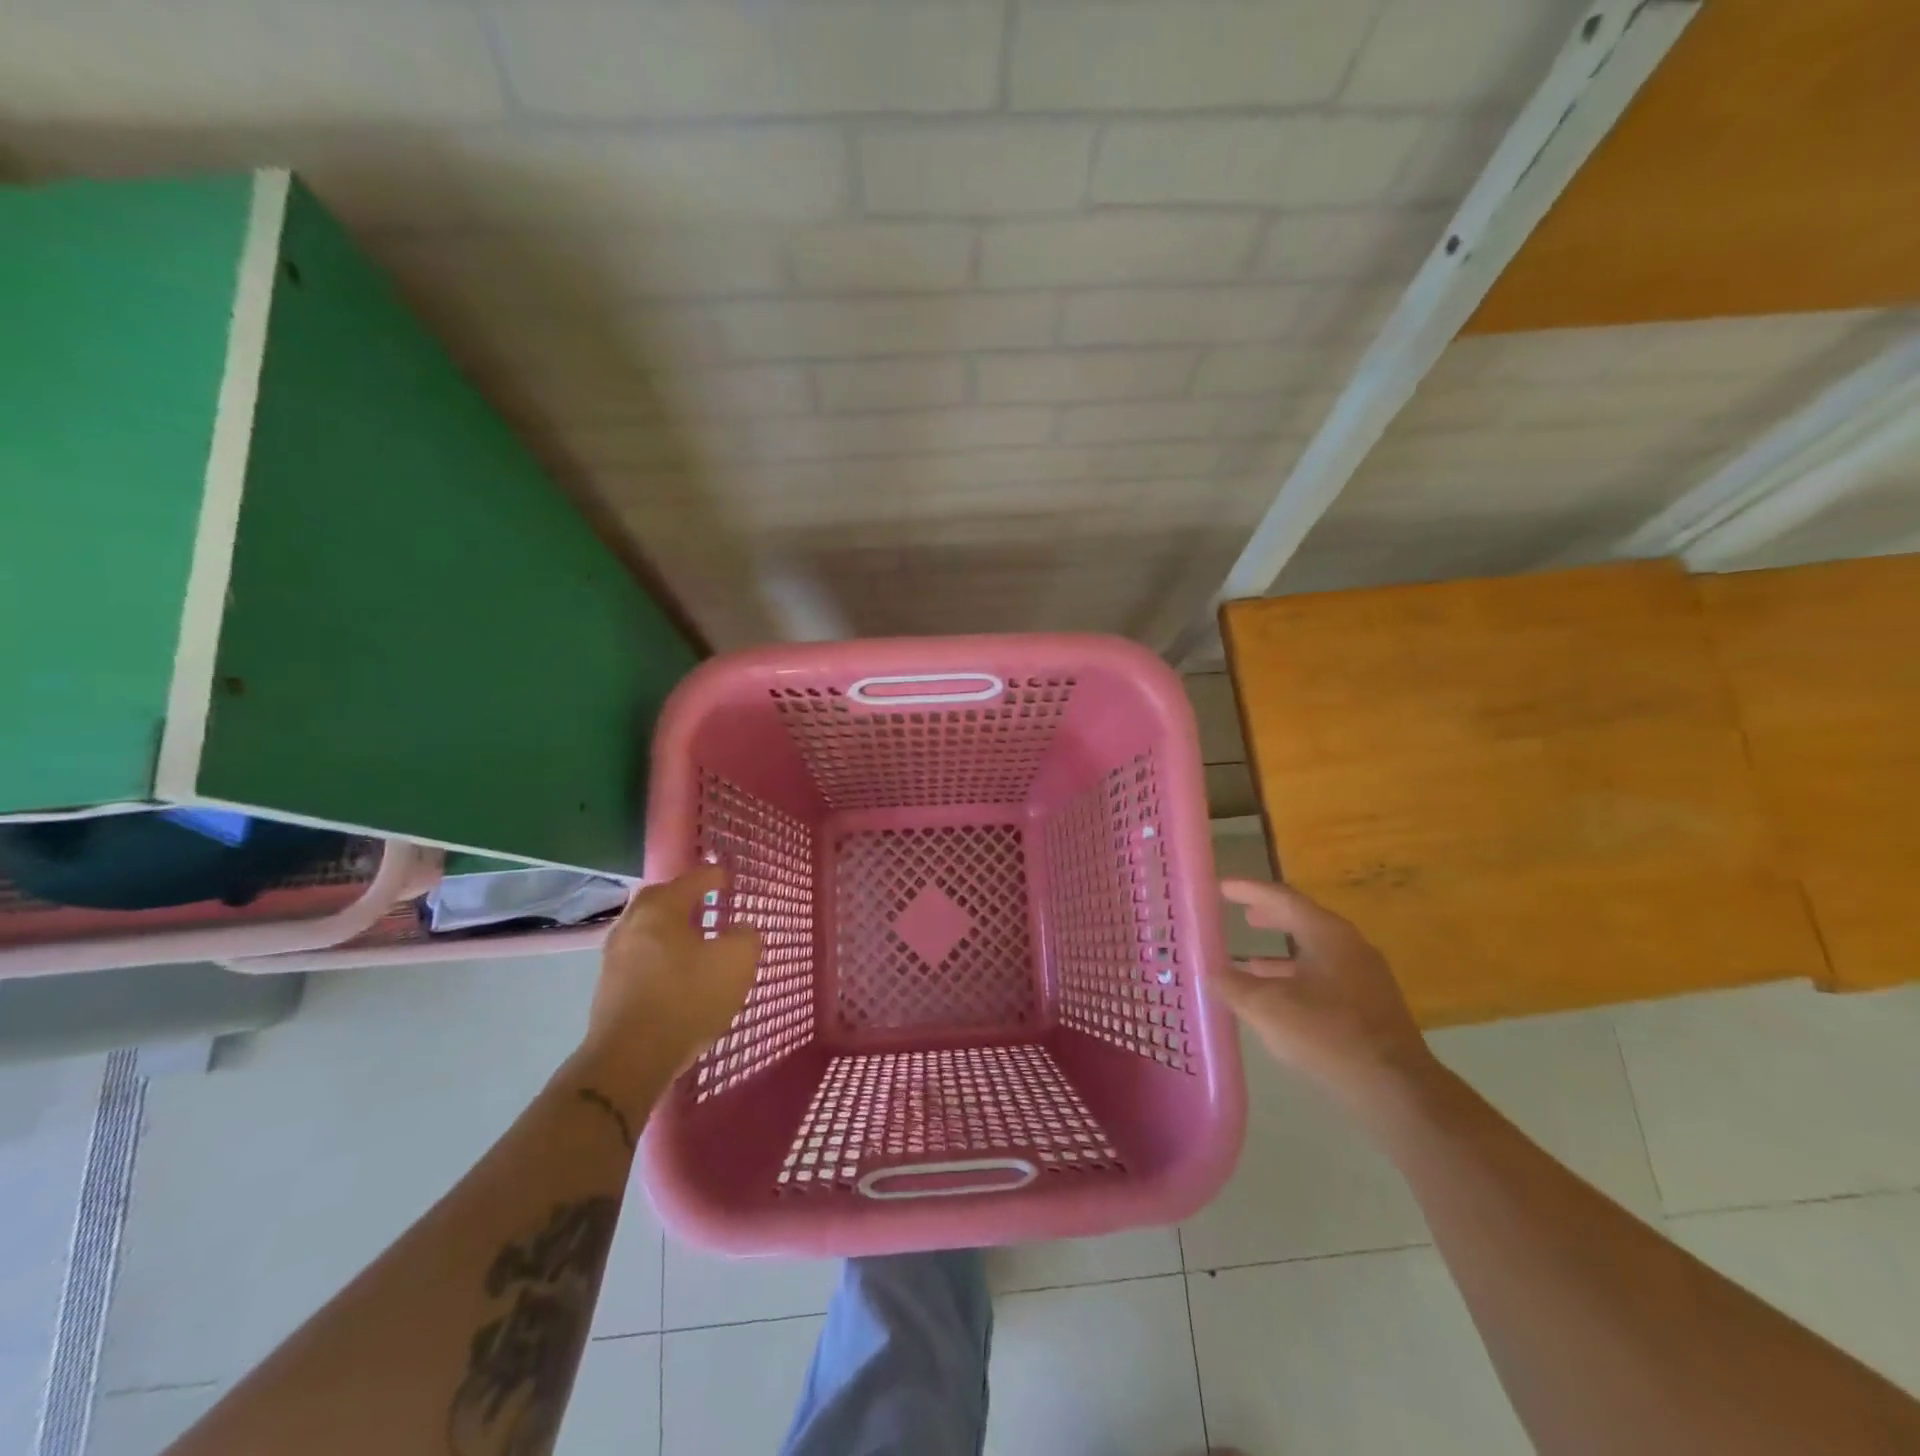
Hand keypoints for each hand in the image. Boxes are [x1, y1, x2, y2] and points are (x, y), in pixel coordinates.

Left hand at [583, 866, 760, 1082]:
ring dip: (672, 929)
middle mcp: (633, 923)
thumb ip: (746, 937)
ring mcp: (615, 955)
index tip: (729, 880)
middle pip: (662, 899)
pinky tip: (678, 972)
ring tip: (697, 941)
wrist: (631, 1059)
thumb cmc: (688, 998)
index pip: (694, 879)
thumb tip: (740, 930)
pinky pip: (642, 956)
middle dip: (686, 899)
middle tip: (709, 904)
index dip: (715, 877)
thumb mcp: (736, 962)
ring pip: (649, 929)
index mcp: (661, 907)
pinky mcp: (610, 986)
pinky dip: (661, 955)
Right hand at [1211, 878, 1435, 1106]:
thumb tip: (1209, 973)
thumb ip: (1232, 985)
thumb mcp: (1267, 1007)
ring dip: (1279, 955)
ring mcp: (1364, 977)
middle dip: (1268, 917)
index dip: (1248, 890)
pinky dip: (1294, 979)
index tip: (1221, 887)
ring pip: (1313, 953)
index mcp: (1327, 934)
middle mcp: (1349, 946)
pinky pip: (1323, 978)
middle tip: (1240, 915)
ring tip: (1247, 962)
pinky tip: (1276, 1000)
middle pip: (1301, 920)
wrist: (1396, 1089)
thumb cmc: (1328, 1034)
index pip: (1282, 897)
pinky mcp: (1369, 1006)